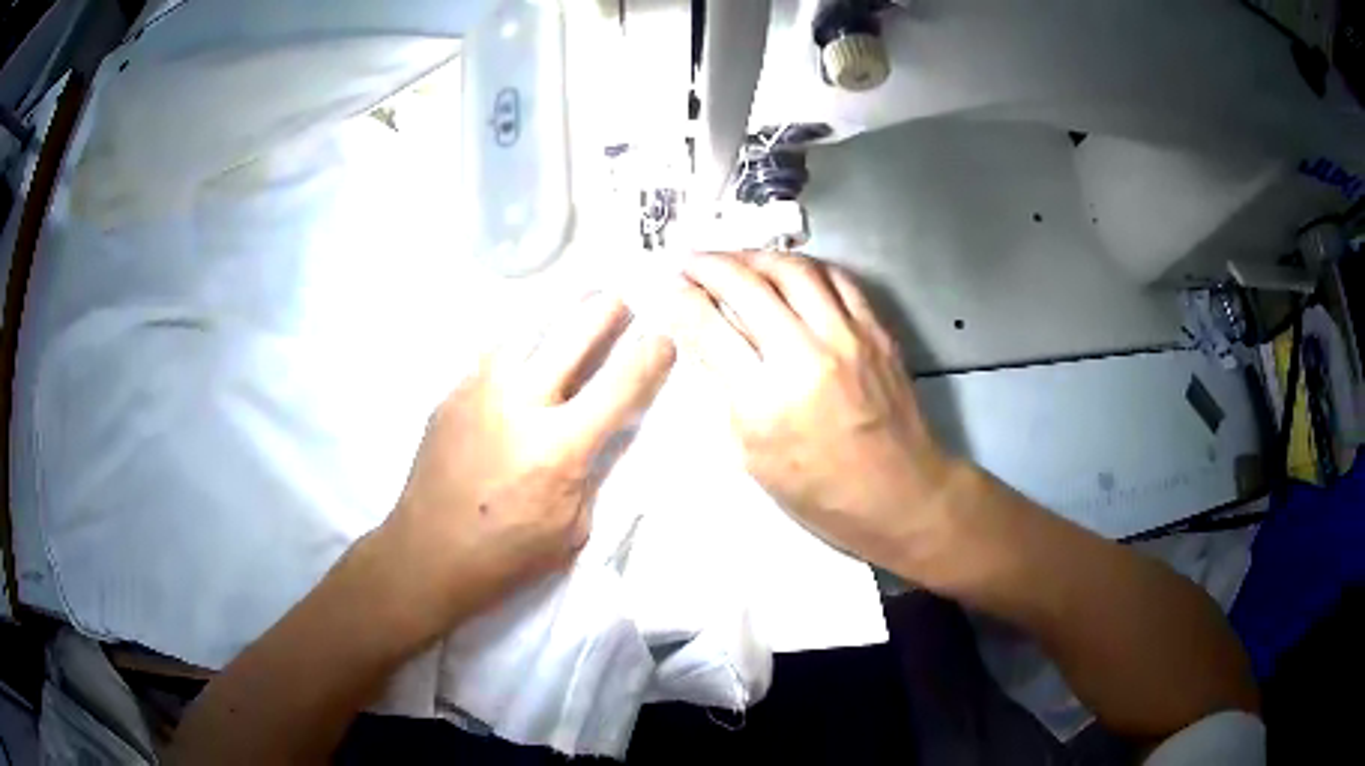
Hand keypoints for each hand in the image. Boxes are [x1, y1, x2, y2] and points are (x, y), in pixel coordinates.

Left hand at [370, 294, 674, 641]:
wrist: (427, 553)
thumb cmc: (507, 555)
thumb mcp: (573, 527)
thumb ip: (594, 471)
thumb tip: (606, 430)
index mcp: (559, 447)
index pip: (621, 383)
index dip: (651, 354)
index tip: (664, 339)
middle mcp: (520, 403)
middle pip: (575, 331)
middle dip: (607, 309)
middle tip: (620, 304)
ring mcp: (480, 390)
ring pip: (529, 326)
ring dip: (560, 315)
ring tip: (576, 309)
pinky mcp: (452, 392)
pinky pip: (494, 351)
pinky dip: (521, 343)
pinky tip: (526, 353)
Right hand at [670, 252, 956, 572]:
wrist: (900, 495)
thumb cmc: (820, 493)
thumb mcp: (754, 458)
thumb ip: (727, 395)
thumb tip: (705, 341)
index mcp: (767, 401)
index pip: (709, 328)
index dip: (679, 299)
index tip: (663, 285)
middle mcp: (807, 356)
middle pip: (748, 285)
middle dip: (709, 265)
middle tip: (688, 261)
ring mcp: (848, 337)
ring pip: (793, 269)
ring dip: (754, 256)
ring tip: (733, 259)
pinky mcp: (877, 331)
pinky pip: (837, 279)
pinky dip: (804, 266)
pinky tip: (786, 271)